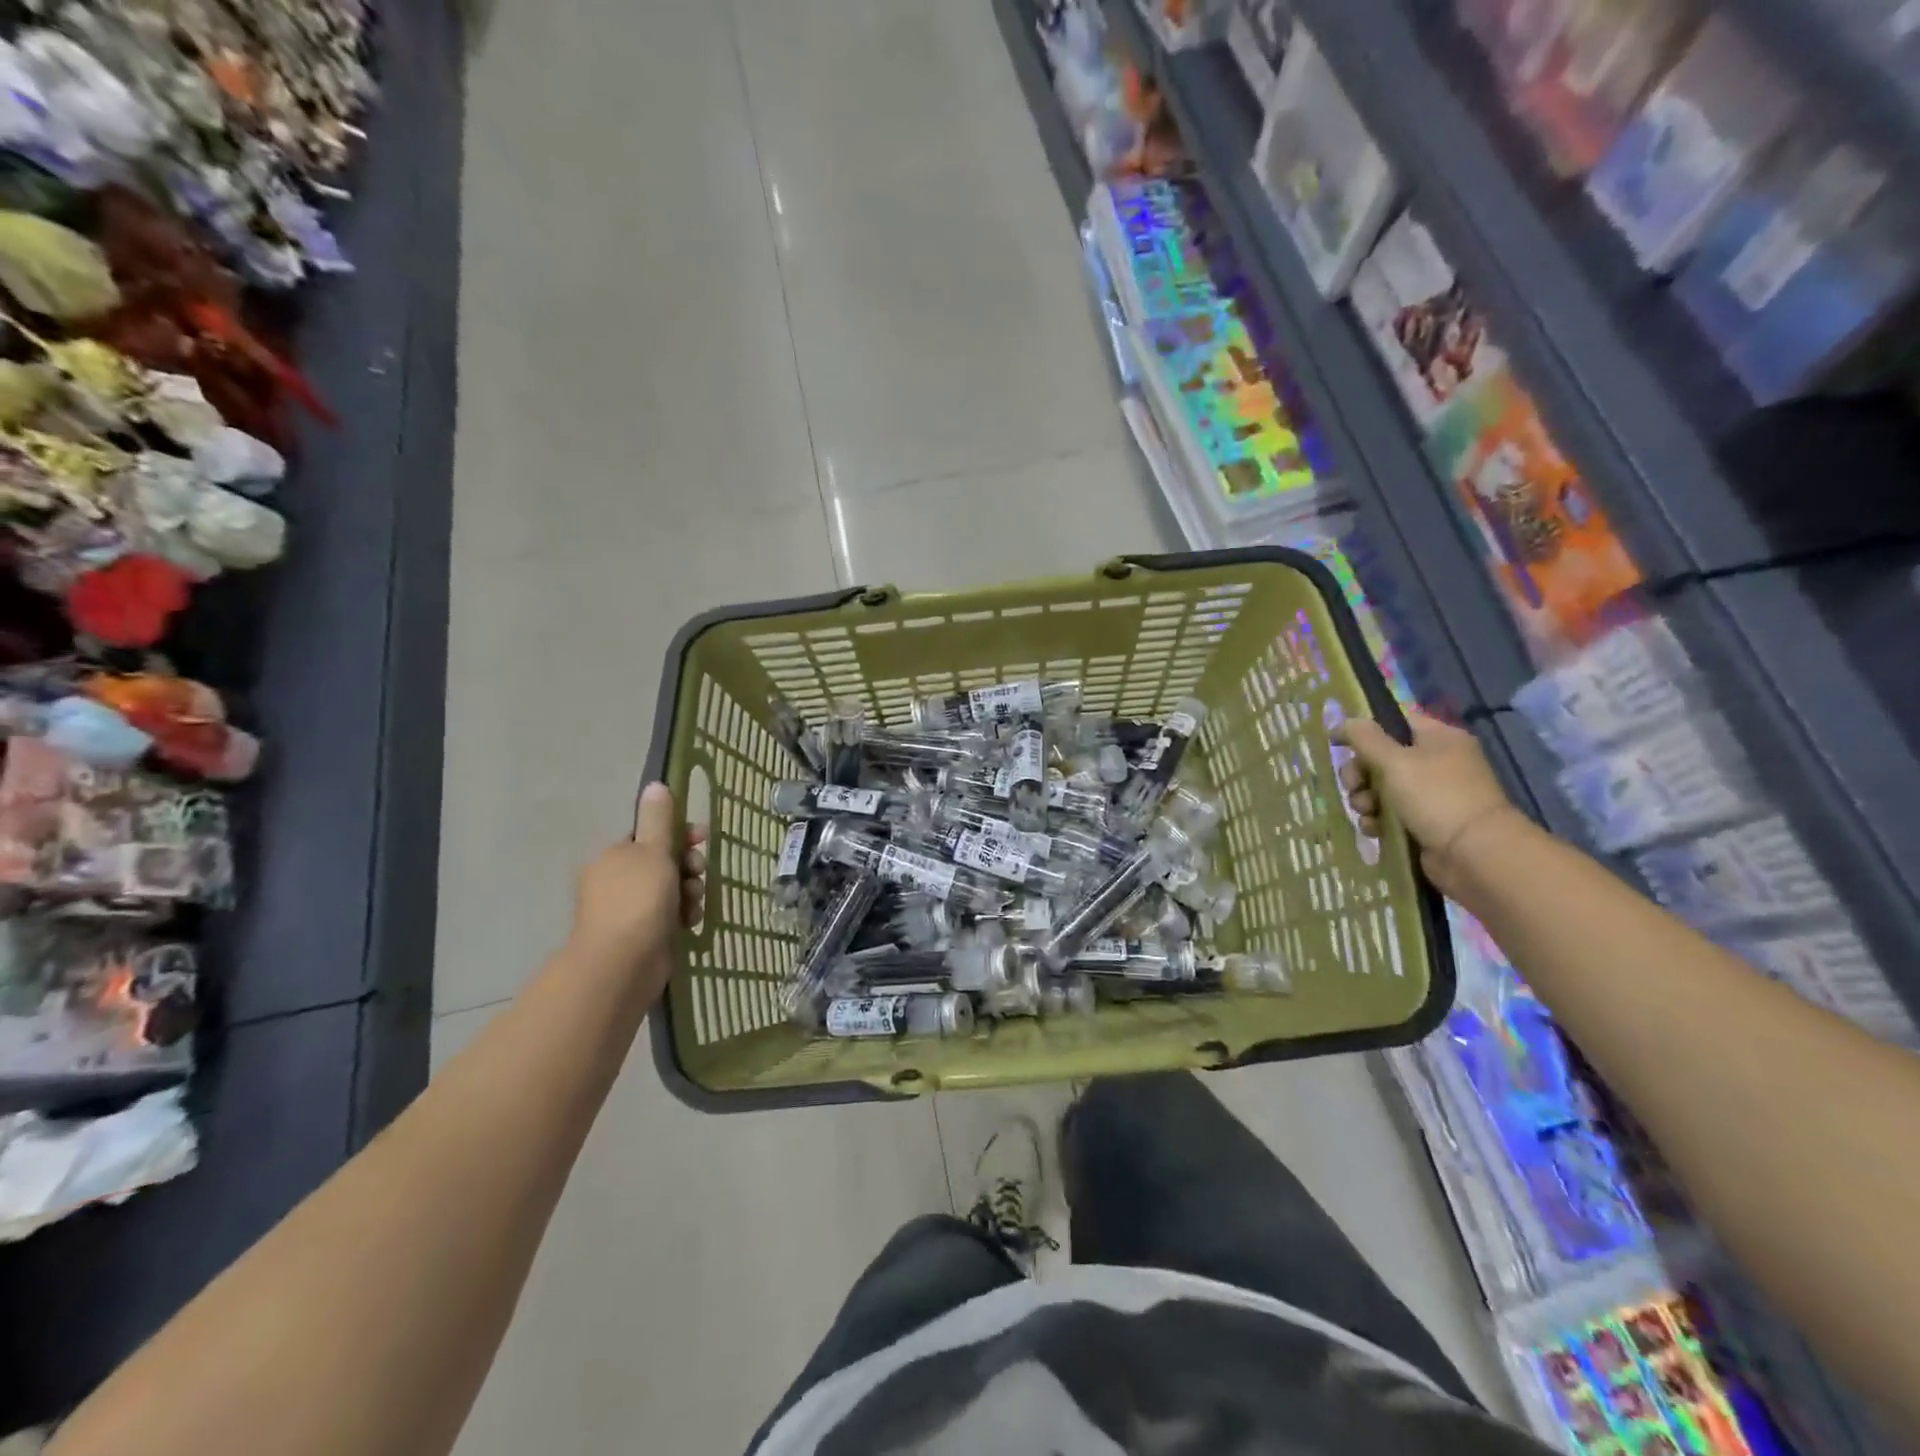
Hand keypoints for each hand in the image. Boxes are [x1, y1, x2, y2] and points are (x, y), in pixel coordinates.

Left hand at [568, 783, 705, 988]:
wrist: (622, 964)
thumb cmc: (638, 900)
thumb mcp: (652, 851)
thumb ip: (658, 819)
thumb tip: (655, 784)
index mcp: (614, 856)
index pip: (650, 836)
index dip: (679, 834)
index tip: (702, 837)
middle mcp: (618, 881)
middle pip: (664, 862)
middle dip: (688, 866)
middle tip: (698, 872)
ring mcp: (629, 910)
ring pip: (671, 889)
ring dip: (690, 891)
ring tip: (694, 902)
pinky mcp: (643, 935)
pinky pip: (671, 915)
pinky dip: (684, 915)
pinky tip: (691, 921)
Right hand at [1332, 709, 1523, 895]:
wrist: (1474, 854)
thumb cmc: (1436, 797)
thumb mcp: (1395, 761)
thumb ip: (1365, 738)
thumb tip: (1343, 721)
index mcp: (1438, 738)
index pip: (1394, 721)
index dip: (1363, 729)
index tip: (1337, 743)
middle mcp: (1436, 762)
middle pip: (1380, 757)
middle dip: (1359, 773)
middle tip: (1353, 786)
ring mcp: (1430, 794)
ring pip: (1380, 788)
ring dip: (1364, 799)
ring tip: (1366, 812)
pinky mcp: (1423, 822)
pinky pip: (1389, 814)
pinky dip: (1377, 820)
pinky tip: (1374, 829)